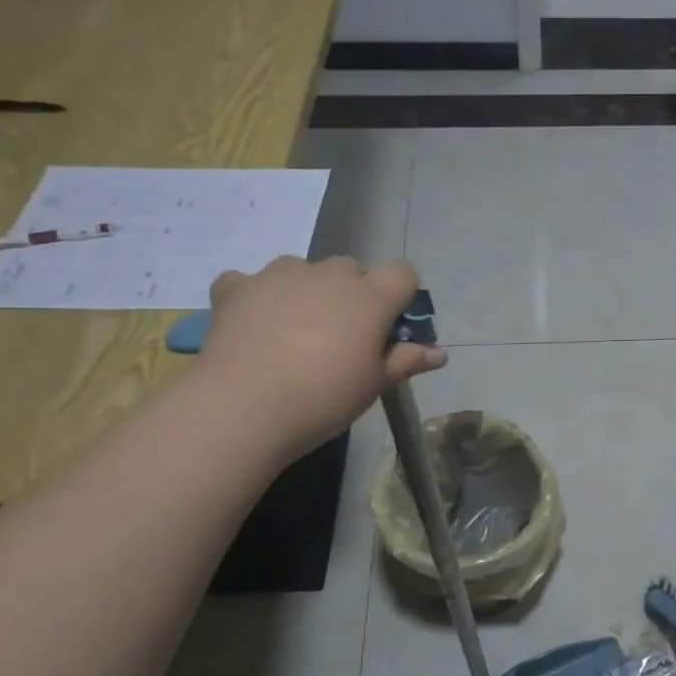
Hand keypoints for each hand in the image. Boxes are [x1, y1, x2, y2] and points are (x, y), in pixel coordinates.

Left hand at [200, 255, 445, 445]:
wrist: (245, 406)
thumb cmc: (325, 397)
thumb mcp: (374, 384)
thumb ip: (406, 360)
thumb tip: (440, 353)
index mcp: (369, 297)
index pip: (403, 273)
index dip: (401, 296)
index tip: (390, 328)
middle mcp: (327, 274)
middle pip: (351, 270)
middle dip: (352, 295)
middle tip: (342, 338)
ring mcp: (278, 275)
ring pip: (303, 271)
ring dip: (306, 292)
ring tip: (294, 334)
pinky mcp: (236, 286)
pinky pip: (252, 282)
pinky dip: (257, 298)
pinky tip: (253, 327)